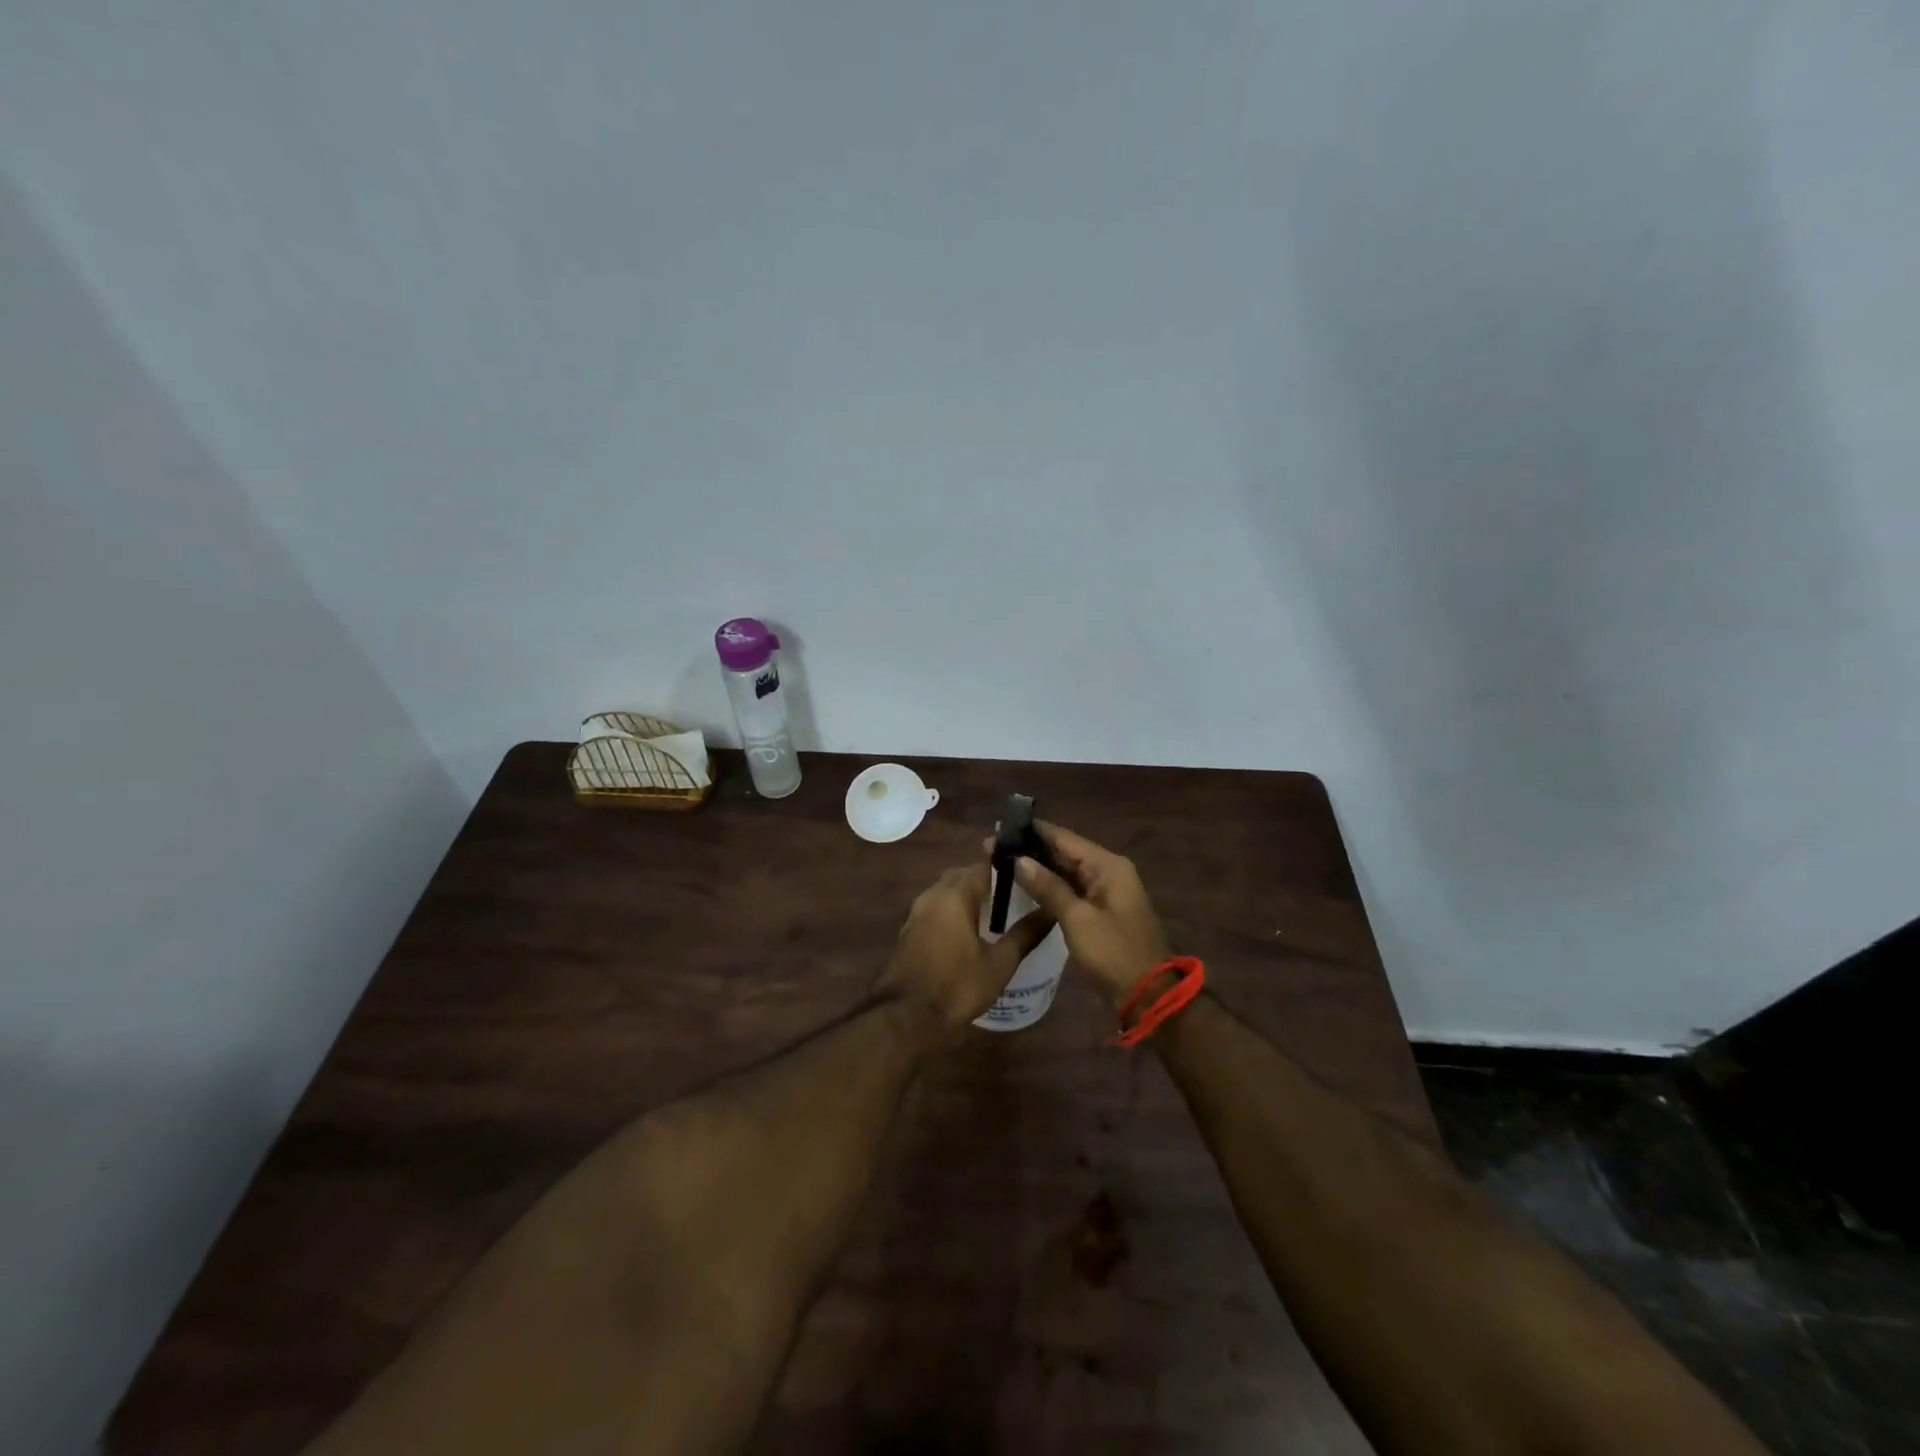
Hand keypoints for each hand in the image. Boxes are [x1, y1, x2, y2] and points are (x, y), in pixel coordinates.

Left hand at [873, 864, 1055, 1031]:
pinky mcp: (908, 931)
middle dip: (985, 879)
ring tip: (994, 912)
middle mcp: (932, 896)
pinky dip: (951, 910)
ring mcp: (916, 913)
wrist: (905, 1018)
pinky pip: (934, 908)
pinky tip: (968, 931)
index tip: (1026, 872)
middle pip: (961, 874)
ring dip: (966, 894)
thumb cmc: (957, 987)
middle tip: (1012, 893)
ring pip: (945, 891)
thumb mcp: (999, 964)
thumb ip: (1025, 934)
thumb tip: (1051, 911)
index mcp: (954, 896)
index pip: (982, 866)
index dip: (1005, 865)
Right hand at [1004, 822, 1169, 1005]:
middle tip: (993, 847)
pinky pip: (1071, 890)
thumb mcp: (1077, 919)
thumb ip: (1048, 887)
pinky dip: (1049, 887)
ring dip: (1038, 868)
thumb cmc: (1113, 952)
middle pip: (1065, 852)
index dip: (1032, 832)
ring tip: (1001, 863)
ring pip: (1066, 872)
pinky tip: (1024, 887)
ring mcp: (1105, 891)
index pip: (1064, 838)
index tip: (1001, 829)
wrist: (1147, 994)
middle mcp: (1108, 871)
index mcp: (1108, 865)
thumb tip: (1019, 860)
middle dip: (1031, 850)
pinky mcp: (1099, 910)